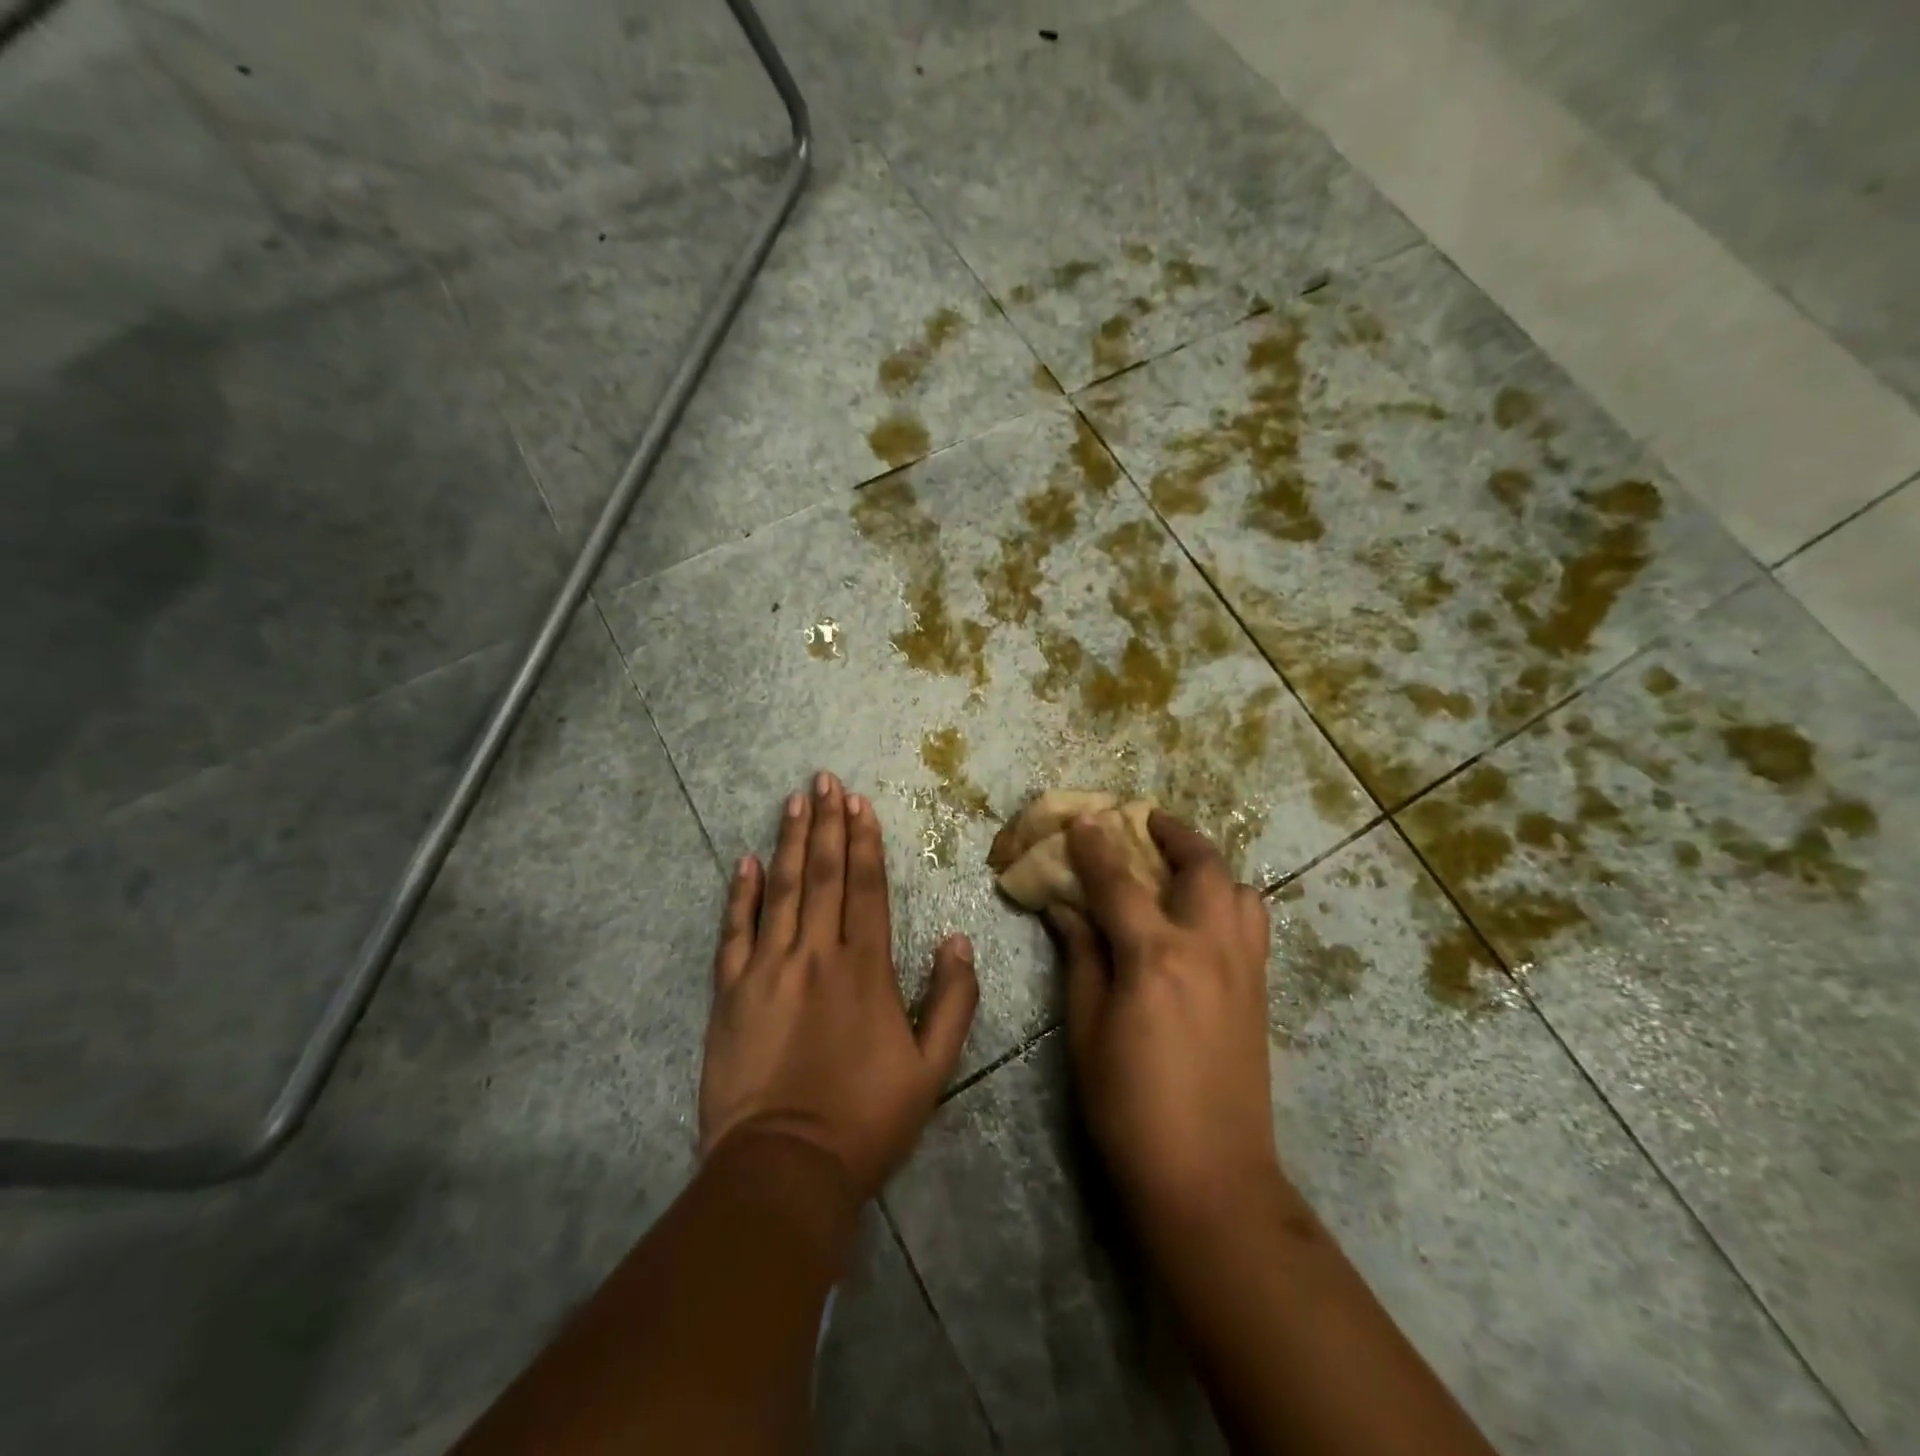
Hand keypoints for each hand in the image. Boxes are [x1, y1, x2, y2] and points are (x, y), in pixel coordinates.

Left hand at [700, 773, 978, 1204]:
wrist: (785, 1167)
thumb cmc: (866, 1120)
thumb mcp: (932, 1068)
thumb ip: (953, 1000)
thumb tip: (960, 939)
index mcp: (866, 968)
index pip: (866, 887)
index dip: (864, 840)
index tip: (858, 802)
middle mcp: (816, 954)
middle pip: (823, 874)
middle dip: (826, 823)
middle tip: (823, 780)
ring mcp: (768, 968)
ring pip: (781, 890)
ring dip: (789, 841)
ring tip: (793, 801)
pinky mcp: (730, 992)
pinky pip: (734, 931)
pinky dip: (740, 893)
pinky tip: (745, 861)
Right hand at [1051, 810, 1277, 1233]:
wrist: (1210, 1178)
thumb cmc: (1129, 1106)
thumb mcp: (1086, 1030)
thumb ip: (1081, 958)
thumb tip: (1067, 909)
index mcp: (1155, 957)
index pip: (1121, 881)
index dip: (1097, 846)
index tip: (1083, 819)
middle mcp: (1208, 948)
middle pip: (1203, 867)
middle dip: (1174, 834)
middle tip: (1146, 823)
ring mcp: (1243, 969)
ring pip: (1241, 891)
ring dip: (1210, 866)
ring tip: (1178, 869)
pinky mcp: (1260, 992)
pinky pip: (1252, 925)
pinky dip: (1229, 901)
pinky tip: (1201, 919)